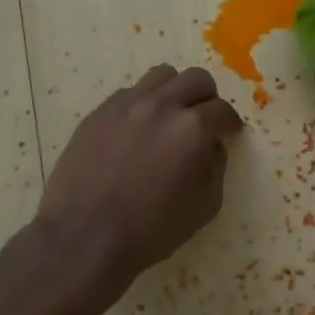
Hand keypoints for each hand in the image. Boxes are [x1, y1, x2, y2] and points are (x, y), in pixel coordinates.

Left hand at [36, 65, 242, 284]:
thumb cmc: (152, 229)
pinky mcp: (98, 113)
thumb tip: (212, 144)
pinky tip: (137, 131)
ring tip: (170, 116)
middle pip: (196, 79)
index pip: (222, 110)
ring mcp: (125, 105)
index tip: (229, 133)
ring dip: (174, 91)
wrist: (85, 238)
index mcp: (192, 128)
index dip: (230, 123)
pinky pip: (129, 93)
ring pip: (160, 76)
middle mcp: (161, 105)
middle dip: (207, 98)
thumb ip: (216, 166)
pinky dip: (142, 104)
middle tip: (203, 120)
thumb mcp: (205, 205)